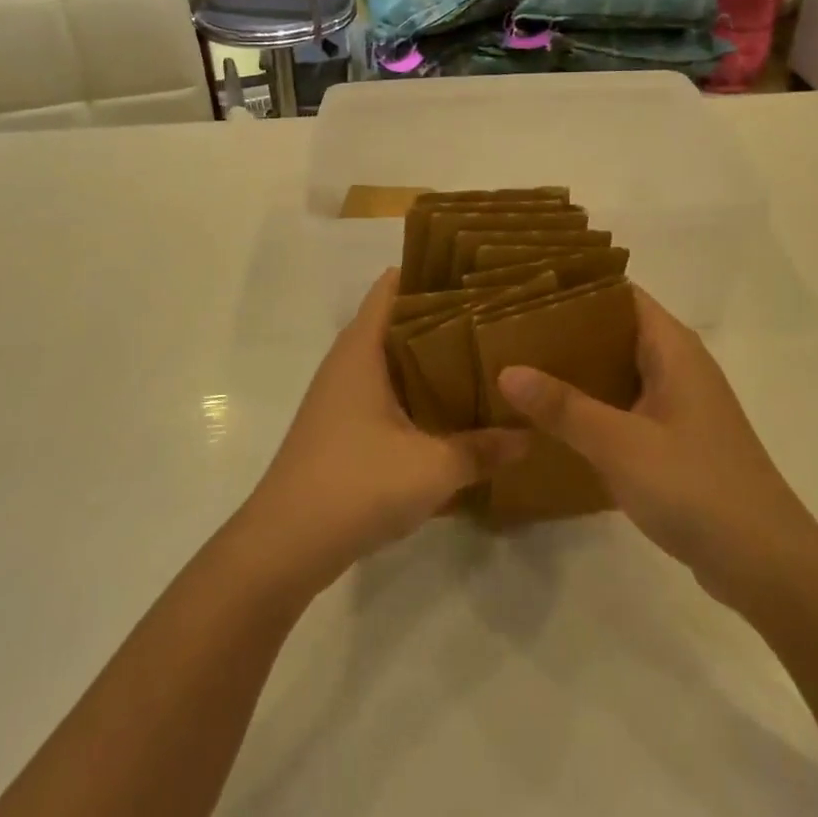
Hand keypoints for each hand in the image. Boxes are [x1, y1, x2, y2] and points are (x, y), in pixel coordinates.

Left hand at [238, 270, 529, 592]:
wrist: (286, 545)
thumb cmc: (356, 485)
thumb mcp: (432, 468)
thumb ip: (484, 449)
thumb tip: (531, 436)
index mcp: (362, 348)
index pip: (394, 285)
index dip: (433, 272)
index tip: (479, 273)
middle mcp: (349, 362)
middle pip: (399, 320)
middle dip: (445, 316)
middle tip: (499, 316)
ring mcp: (342, 396)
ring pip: (394, 360)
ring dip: (433, 359)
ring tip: (487, 358)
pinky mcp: (343, 427)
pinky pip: (387, 393)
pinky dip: (418, 392)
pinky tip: (454, 411)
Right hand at [496, 285, 817, 609]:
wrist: (766, 565)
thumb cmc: (696, 487)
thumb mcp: (620, 443)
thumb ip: (563, 406)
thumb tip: (506, 369)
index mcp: (673, 349)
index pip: (621, 294)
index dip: (576, 287)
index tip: (523, 290)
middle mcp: (678, 367)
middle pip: (615, 330)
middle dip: (565, 330)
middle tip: (508, 331)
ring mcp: (679, 405)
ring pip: (618, 371)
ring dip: (576, 370)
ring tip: (519, 367)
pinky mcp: (676, 440)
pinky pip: (624, 406)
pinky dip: (592, 405)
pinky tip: (553, 419)